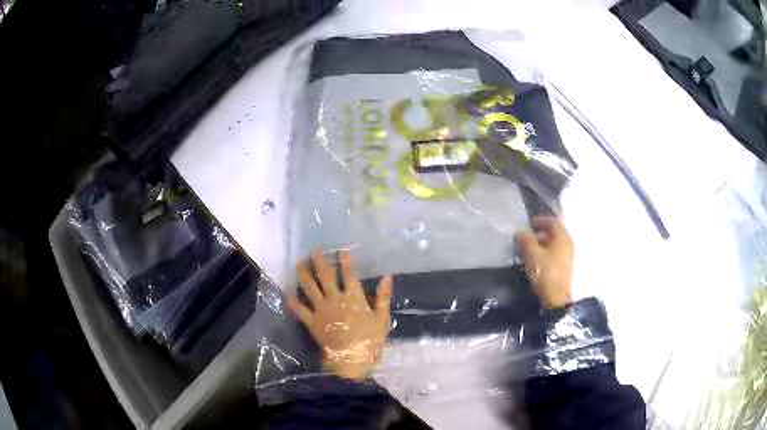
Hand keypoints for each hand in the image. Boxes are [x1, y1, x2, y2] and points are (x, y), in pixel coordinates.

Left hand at [288, 249, 392, 379]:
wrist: (352, 360)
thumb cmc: (370, 341)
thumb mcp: (383, 319)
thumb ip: (384, 297)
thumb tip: (387, 277)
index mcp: (353, 298)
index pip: (349, 274)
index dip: (345, 260)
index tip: (341, 249)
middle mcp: (335, 300)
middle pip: (325, 276)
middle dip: (319, 261)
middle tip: (314, 249)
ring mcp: (321, 310)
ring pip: (310, 288)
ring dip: (304, 274)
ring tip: (300, 263)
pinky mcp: (312, 322)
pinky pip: (300, 310)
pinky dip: (293, 301)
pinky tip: (288, 293)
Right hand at [517, 216, 573, 308]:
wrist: (556, 299)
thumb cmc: (545, 273)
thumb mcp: (532, 255)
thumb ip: (526, 240)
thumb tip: (520, 230)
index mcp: (562, 237)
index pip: (552, 221)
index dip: (540, 220)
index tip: (528, 223)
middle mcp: (568, 243)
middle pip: (554, 232)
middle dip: (540, 231)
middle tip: (527, 235)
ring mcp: (567, 255)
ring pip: (554, 243)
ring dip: (542, 242)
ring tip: (528, 247)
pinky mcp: (565, 266)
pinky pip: (555, 252)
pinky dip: (546, 250)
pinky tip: (536, 258)